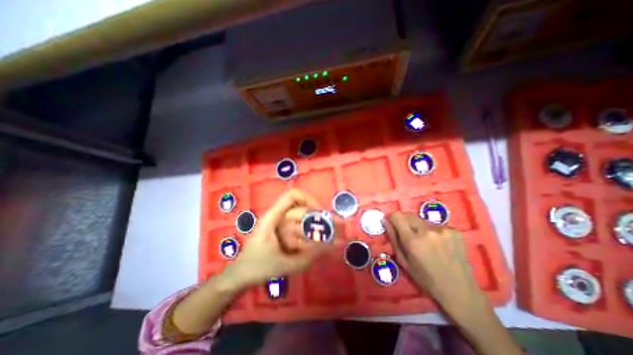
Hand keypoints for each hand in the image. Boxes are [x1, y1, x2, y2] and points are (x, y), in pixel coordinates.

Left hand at [225, 189, 331, 288]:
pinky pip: (296, 224)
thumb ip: (310, 255)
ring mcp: (277, 222)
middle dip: (317, 218)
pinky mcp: (279, 229)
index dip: (308, 199)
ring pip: (300, 217)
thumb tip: (331, 244)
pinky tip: (314, 241)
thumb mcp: (286, 264)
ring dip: (313, 226)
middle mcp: (276, 216)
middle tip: (332, 229)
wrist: (240, 275)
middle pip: (300, 209)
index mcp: (273, 218)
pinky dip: (307, 230)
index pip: (292, 196)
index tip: (320, 213)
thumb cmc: (259, 268)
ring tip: (327, 237)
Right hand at [380, 213, 485, 312]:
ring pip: (422, 219)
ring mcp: (443, 230)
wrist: (460, 291)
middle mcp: (428, 231)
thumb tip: (385, 221)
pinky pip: (435, 225)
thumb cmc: (426, 279)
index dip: (392, 218)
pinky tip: (438, 244)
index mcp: (413, 241)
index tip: (393, 224)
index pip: (397, 215)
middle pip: (409, 214)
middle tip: (408, 234)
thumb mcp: (403, 261)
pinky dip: (432, 231)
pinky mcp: (455, 231)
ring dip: (419, 226)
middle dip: (404, 221)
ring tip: (426, 241)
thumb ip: (393, 238)